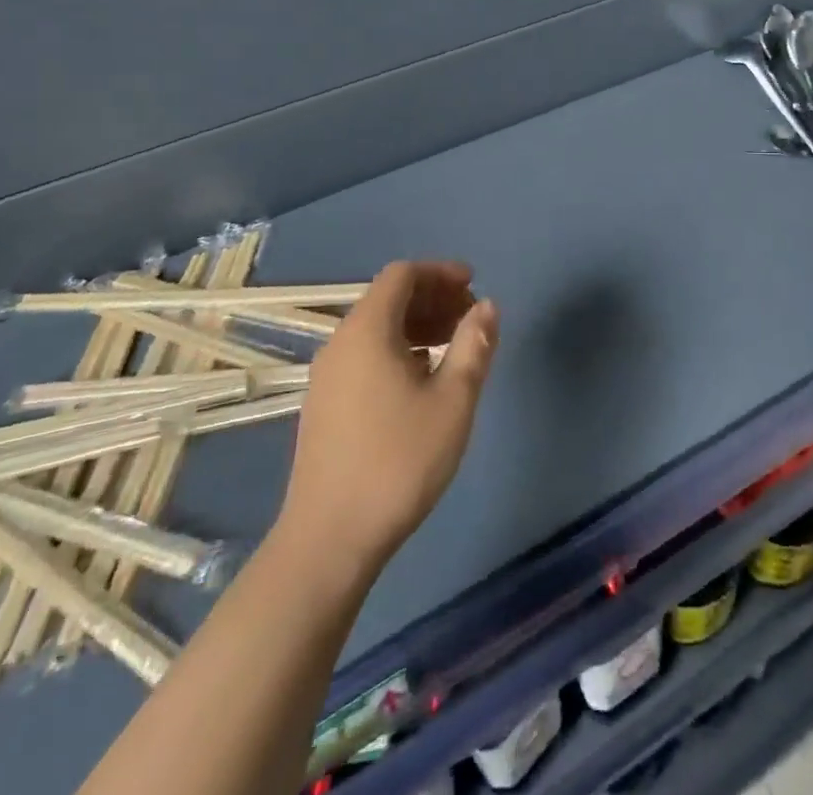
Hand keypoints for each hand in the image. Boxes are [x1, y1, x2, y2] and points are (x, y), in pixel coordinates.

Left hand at [272, 261, 498, 576]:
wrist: (329, 540)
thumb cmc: (399, 462)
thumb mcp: (453, 400)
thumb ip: (474, 344)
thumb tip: (487, 306)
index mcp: (367, 332)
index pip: (402, 275)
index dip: (440, 272)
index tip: (474, 286)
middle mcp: (340, 344)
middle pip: (388, 298)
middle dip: (433, 298)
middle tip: (471, 318)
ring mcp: (327, 376)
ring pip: (377, 328)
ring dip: (418, 324)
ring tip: (455, 347)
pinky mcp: (325, 404)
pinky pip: (366, 354)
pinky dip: (399, 348)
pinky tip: (424, 379)